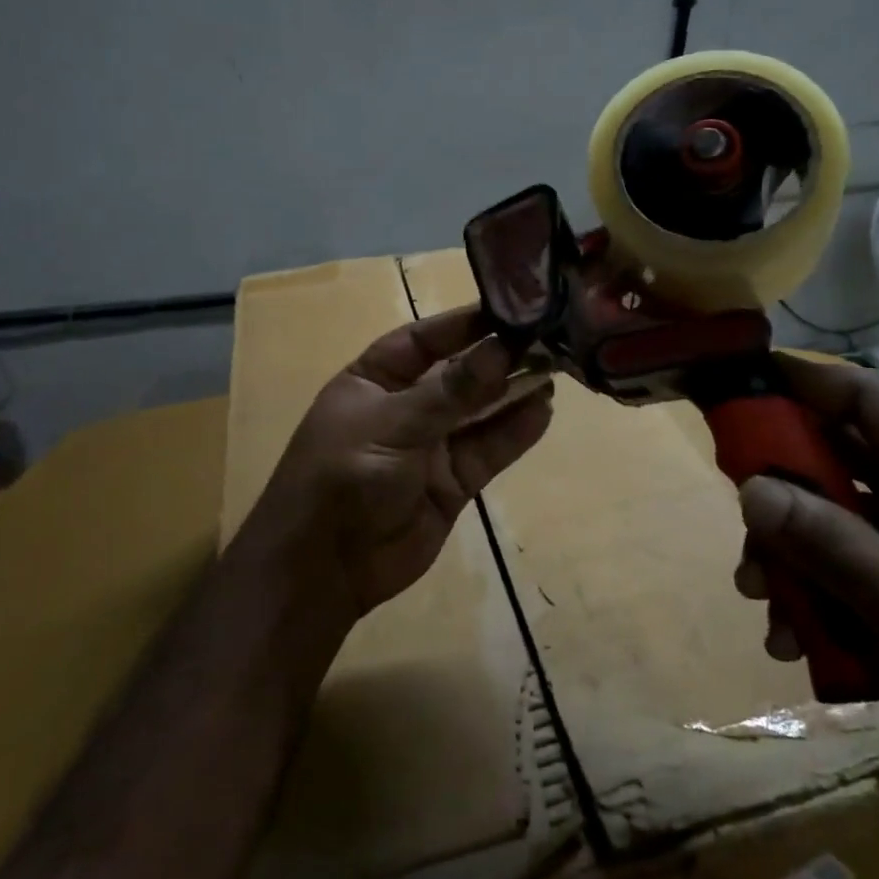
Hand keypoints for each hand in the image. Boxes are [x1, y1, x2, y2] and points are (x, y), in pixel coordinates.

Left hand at [258, 306, 553, 617]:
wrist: (324, 570)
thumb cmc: (344, 476)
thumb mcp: (393, 425)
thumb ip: (450, 391)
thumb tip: (500, 349)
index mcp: (375, 379)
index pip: (424, 339)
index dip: (464, 323)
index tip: (510, 308)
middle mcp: (406, 405)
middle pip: (459, 373)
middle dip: (498, 357)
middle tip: (546, 337)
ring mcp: (431, 444)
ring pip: (480, 411)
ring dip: (514, 391)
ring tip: (555, 368)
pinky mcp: (454, 481)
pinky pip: (489, 449)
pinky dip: (516, 431)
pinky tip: (544, 411)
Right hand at [734, 356, 878, 823]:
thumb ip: (829, 543)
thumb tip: (750, 490)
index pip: (867, 395)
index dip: (804, 380)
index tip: (738, 388)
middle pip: (835, 458)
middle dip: (779, 492)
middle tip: (741, 528)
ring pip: (833, 519)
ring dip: (791, 556)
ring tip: (764, 607)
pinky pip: (848, 571)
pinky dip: (816, 597)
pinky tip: (797, 646)